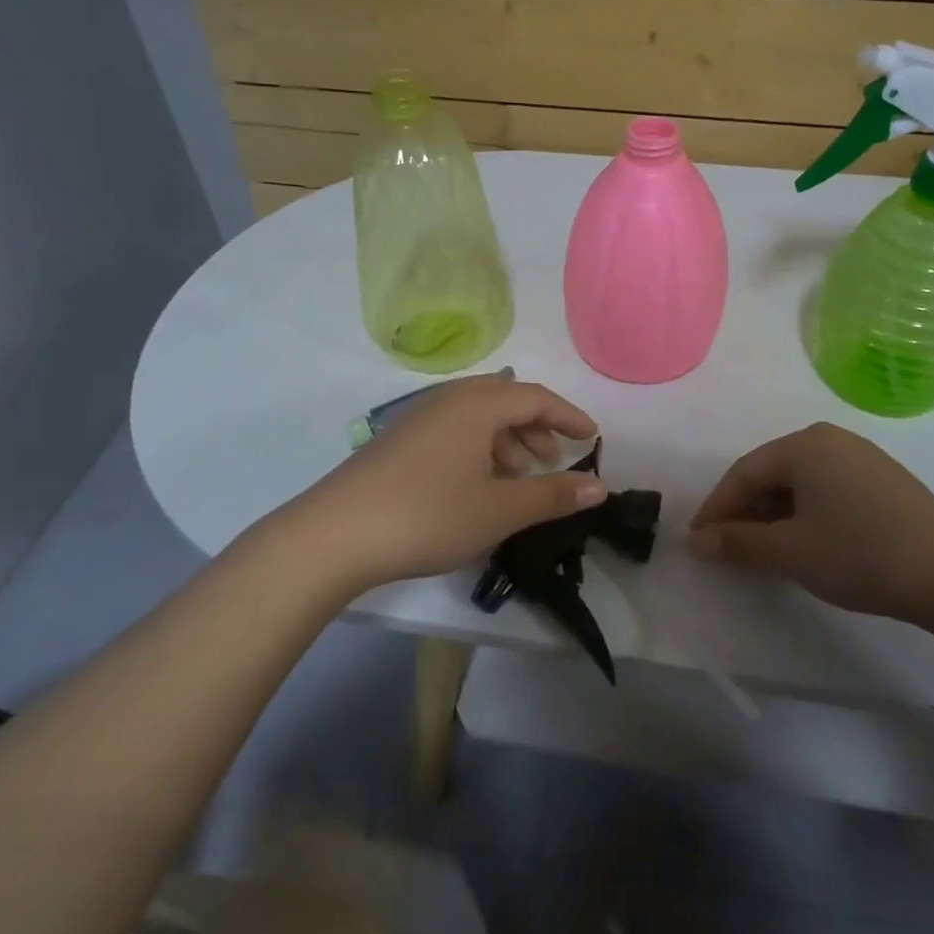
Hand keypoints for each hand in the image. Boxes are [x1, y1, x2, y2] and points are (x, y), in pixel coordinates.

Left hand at [282, 375, 604, 592]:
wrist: (334, 535)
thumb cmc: (428, 515)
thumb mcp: (500, 510)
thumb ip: (552, 495)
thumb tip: (599, 486)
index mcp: (477, 404)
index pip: (535, 397)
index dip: (568, 416)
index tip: (591, 438)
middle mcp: (448, 399)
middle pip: (505, 400)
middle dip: (536, 427)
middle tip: (553, 461)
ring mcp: (418, 418)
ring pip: (477, 416)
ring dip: (507, 440)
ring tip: (519, 479)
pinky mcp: (398, 440)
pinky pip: (453, 430)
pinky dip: (478, 448)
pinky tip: (477, 485)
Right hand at [688, 423, 933, 625]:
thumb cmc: (861, 554)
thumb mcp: (790, 551)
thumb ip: (737, 543)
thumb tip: (696, 542)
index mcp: (805, 445)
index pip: (744, 472)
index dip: (716, 508)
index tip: (699, 541)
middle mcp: (831, 439)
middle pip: (771, 473)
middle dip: (745, 511)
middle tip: (727, 548)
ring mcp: (862, 458)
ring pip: (800, 483)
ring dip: (773, 515)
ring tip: (763, 550)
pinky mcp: (884, 480)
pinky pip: (827, 489)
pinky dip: (804, 514)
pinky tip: (805, 542)